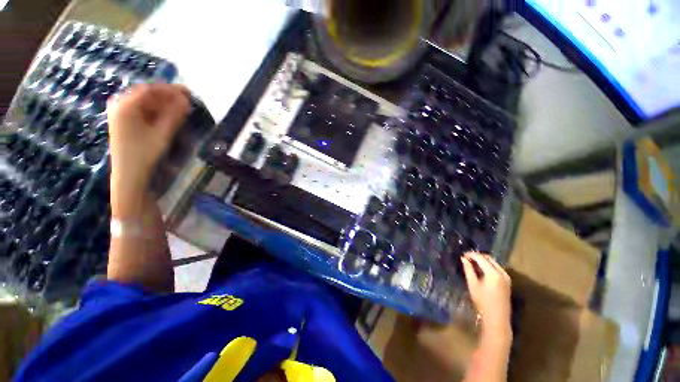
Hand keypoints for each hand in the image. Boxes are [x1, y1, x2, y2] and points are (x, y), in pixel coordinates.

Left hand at [107, 83, 190, 188]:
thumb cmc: (144, 153)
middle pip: (148, 94)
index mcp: (125, 105)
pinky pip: (143, 110)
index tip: (189, 94)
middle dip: (169, 97)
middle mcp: (120, 104)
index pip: (150, 89)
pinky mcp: (125, 121)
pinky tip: (169, 116)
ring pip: (146, 102)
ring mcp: (121, 113)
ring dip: (165, 104)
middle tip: (188, 102)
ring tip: (182, 109)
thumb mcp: (162, 133)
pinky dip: (158, 112)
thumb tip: (187, 101)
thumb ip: (174, 115)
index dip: (171, 90)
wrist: (129, 174)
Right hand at [461, 252, 511, 337]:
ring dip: (483, 261)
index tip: (462, 255)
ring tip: (472, 263)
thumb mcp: (473, 284)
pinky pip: (497, 268)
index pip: (481, 258)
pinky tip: (481, 270)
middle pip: (489, 258)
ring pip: (493, 263)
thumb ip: (468, 270)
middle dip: (477, 256)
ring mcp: (506, 277)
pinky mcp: (507, 281)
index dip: (471, 255)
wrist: (497, 318)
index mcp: (493, 273)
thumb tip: (463, 258)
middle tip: (466, 258)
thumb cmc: (482, 302)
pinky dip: (488, 266)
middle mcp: (502, 272)